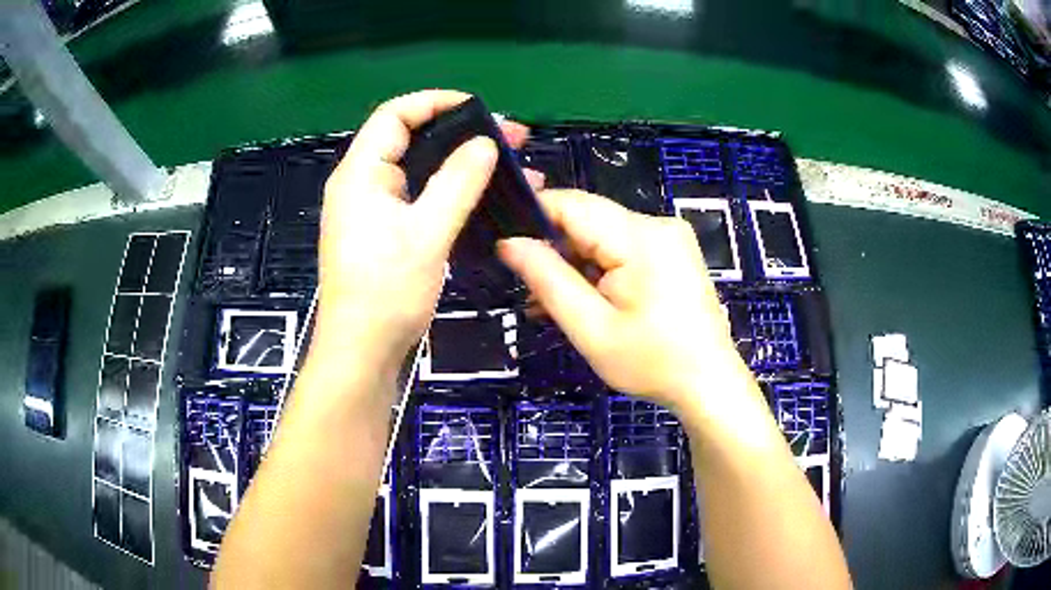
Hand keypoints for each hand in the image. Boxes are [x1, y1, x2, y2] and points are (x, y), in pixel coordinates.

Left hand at [312, 90, 532, 380]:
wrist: (363, 351)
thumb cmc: (387, 291)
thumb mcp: (427, 233)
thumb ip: (457, 182)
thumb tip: (485, 142)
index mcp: (360, 174)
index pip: (394, 115)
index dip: (435, 102)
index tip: (479, 108)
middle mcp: (362, 184)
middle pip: (410, 140)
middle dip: (459, 134)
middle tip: (510, 139)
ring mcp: (372, 210)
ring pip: (419, 171)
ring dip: (460, 164)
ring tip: (508, 165)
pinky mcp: (384, 232)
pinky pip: (419, 198)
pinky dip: (450, 192)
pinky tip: (484, 196)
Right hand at [498, 190, 740, 410]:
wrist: (708, 384)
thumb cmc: (652, 363)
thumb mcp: (591, 328)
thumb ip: (547, 279)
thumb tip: (509, 243)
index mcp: (640, 236)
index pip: (571, 203)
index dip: (533, 218)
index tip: (506, 248)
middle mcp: (657, 224)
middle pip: (587, 220)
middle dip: (554, 250)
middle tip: (530, 292)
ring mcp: (669, 237)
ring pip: (602, 236)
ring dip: (574, 266)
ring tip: (549, 306)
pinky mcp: (672, 252)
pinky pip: (622, 249)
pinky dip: (599, 271)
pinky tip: (583, 300)